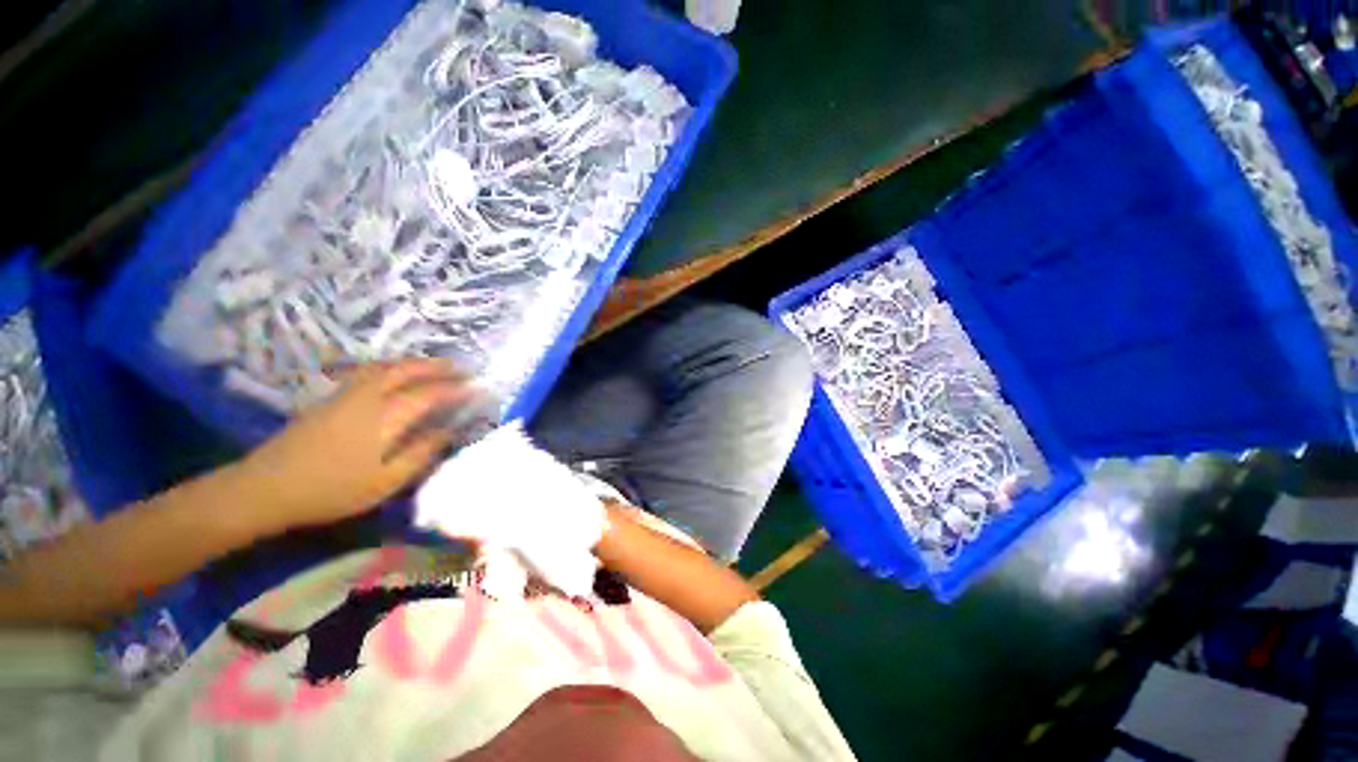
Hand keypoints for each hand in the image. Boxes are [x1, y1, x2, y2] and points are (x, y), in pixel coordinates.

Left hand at [237, 359, 496, 533]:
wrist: (265, 487)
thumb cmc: (331, 490)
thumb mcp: (385, 481)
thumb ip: (420, 454)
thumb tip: (448, 432)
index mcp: (384, 417)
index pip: (429, 393)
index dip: (456, 389)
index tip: (477, 388)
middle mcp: (367, 397)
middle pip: (406, 370)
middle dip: (437, 367)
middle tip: (461, 369)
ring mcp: (345, 395)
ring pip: (385, 367)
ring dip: (414, 363)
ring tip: (434, 368)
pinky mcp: (330, 399)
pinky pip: (369, 372)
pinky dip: (392, 367)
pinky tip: (395, 376)